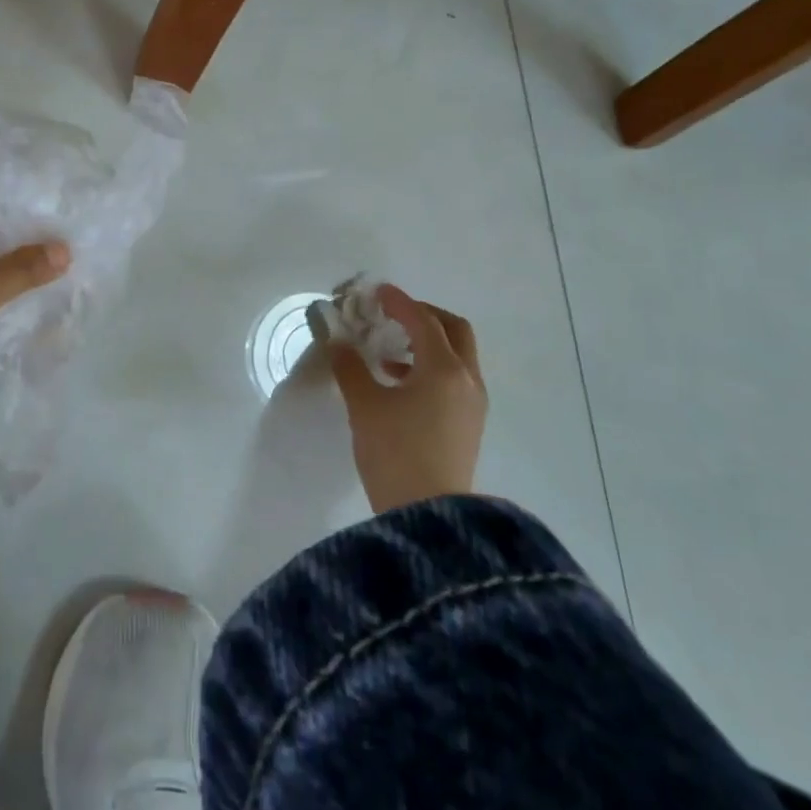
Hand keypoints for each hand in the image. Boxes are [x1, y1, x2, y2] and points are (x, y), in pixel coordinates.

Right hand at [329, 285, 487, 513]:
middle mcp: (467, 379)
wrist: (428, 517)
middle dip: (424, 316)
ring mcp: (473, 404)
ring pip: (457, 356)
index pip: (422, 321)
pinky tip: (400, 384)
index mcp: (443, 369)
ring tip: (390, 353)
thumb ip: (349, 367)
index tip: (377, 292)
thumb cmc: (394, 453)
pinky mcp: (470, 424)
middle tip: (393, 316)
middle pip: (453, 330)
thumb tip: (336, 339)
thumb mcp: (364, 406)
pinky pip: (455, 379)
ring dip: (427, 344)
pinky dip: (431, 368)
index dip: (399, 302)